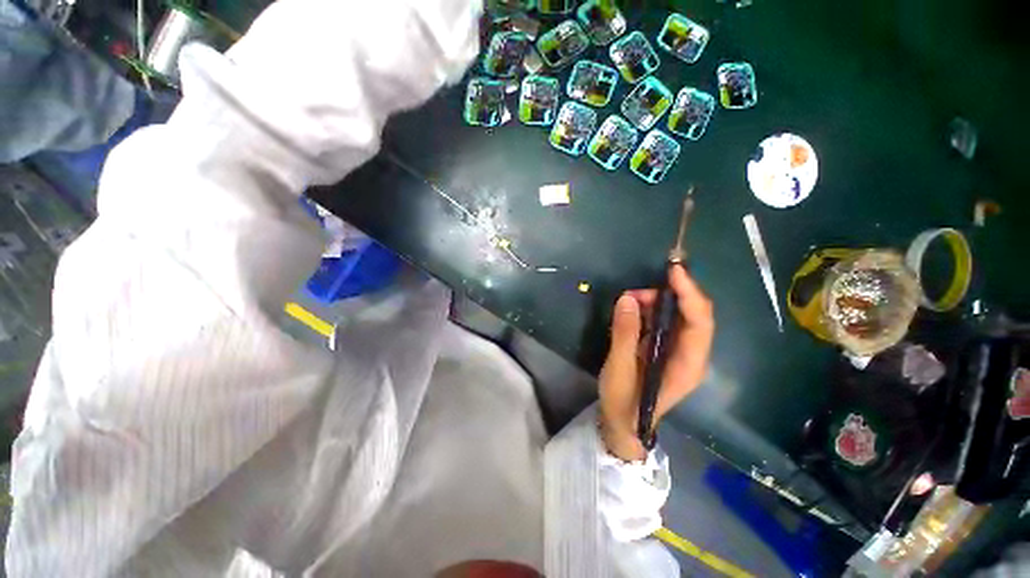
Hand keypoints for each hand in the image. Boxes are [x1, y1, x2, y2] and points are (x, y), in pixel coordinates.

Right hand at [598, 264, 714, 460]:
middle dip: (668, 296)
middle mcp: (691, 355)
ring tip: (629, 301)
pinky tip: (633, 309)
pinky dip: (651, 311)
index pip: (700, 323)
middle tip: (635, 294)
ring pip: (678, 317)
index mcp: (688, 365)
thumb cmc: (624, 402)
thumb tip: (627, 299)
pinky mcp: (666, 350)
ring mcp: (679, 352)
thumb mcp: (620, 369)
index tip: (673, 272)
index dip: (690, 294)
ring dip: (657, 302)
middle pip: (693, 316)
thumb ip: (625, 333)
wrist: (623, 424)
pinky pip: (665, 323)